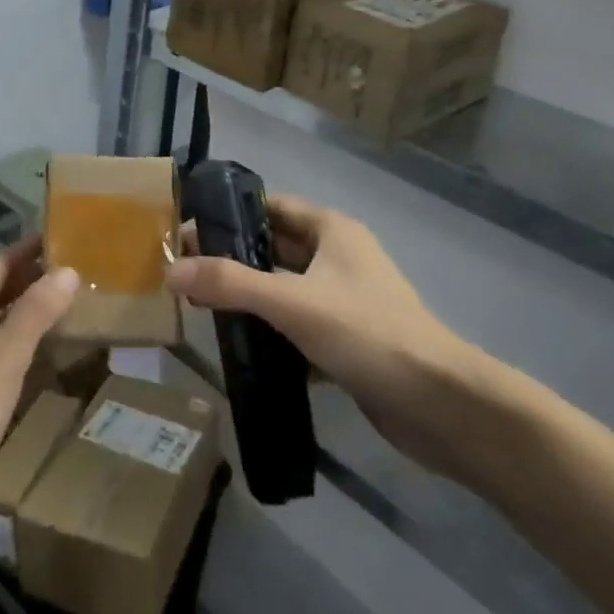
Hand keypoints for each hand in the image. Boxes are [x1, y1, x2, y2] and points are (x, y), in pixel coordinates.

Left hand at [0, 238, 78, 562]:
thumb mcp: (3, 360)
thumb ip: (34, 314)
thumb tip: (66, 271)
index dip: (25, 253)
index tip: (57, 240)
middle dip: (23, 282)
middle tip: (66, 273)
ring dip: (17, 316)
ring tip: (55, 310)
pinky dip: (8, 349)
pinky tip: (30, 361)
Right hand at [167, 195, 483, 480]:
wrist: (443, 407)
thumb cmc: (369, 334)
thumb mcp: (293, 303)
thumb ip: (230, 284)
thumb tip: (170, 271)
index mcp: (332, 231)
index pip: (271, 206)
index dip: (230, 213)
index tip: (188, 228)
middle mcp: (339, 258)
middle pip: (275, 248)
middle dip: (233, 258)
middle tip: (184, 270)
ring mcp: (345, 301)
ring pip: (285, 290)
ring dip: (250, 297)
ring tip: (201, 307)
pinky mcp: (348, 342)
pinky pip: (298, 327)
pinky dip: (271, 333)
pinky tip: (240, 349)